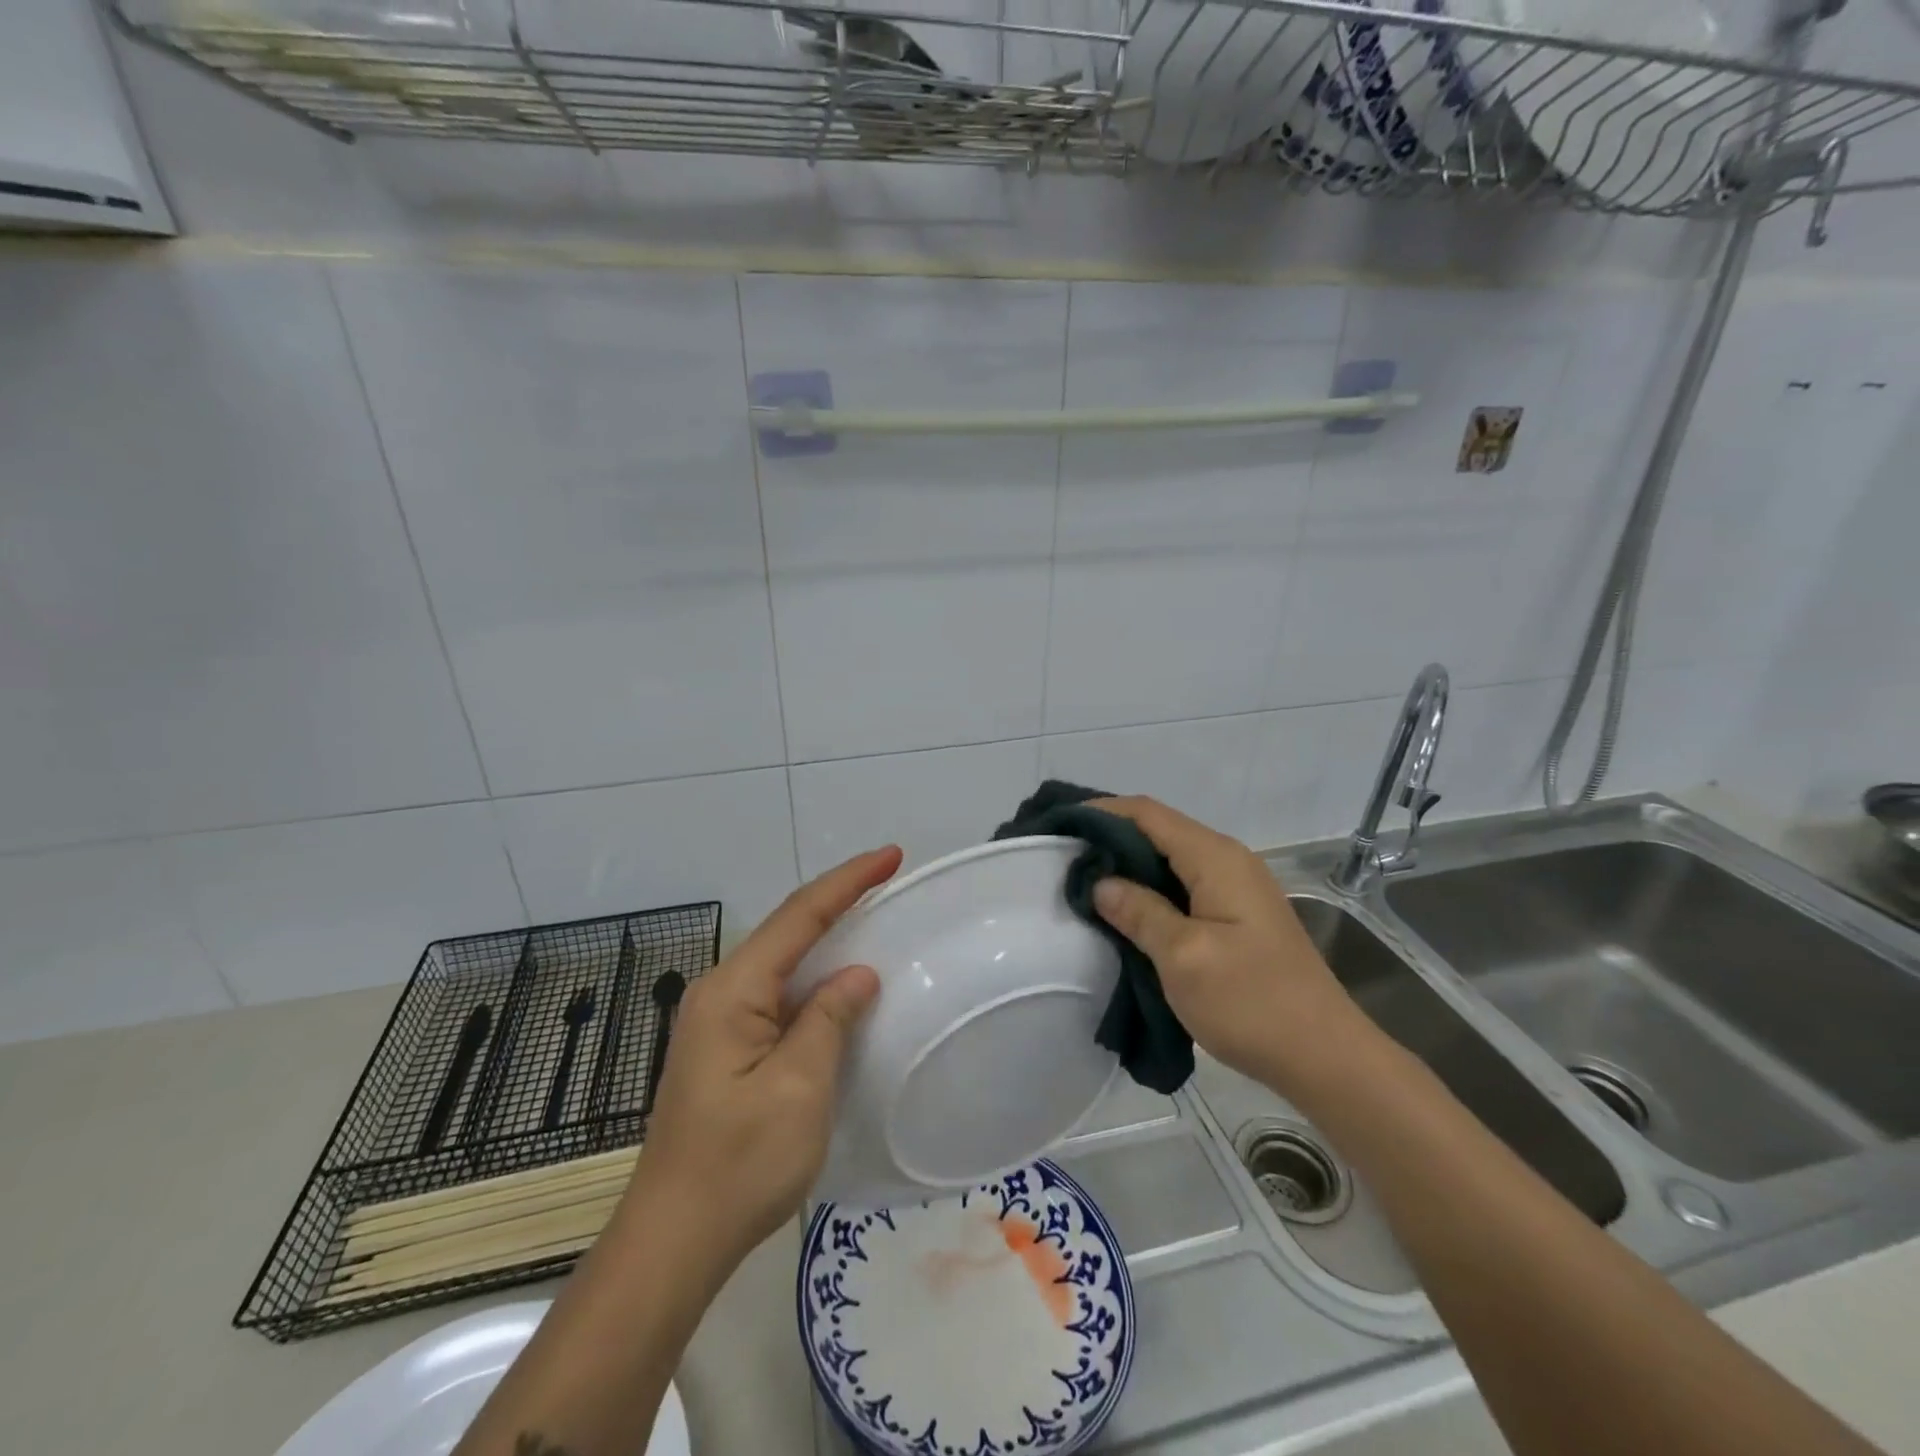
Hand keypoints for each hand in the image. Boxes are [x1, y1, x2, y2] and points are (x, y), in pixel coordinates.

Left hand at [626, 846, 902, 1272]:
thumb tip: (857, 975)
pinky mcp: (725, 1047)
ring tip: (873, 915)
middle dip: (839, 899)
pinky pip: (778, 993)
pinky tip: (839, 982)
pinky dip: (814, 976)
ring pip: (783, 960)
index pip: (800, 917)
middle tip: (888, 878)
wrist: (673, 1241)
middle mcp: (720, 992)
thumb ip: (829, 1019)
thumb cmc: (739, 1164)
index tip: (891, 855)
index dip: (848, 881)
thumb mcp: (798, 1088)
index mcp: (733, 991)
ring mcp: (718, 1021)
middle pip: (788, 928)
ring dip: (827, 935)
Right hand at [1089, 797, 1374, 1099]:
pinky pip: (1183, 886)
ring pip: (1169, 860)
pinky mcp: (1237, 916)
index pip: (1147, 813)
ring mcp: (1236, 888)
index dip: (1100, 812)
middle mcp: (1227, 860)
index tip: (1057, 827)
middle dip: (1109, 838)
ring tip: (1084, 883)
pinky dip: (1149, 890)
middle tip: (1062, 858)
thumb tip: (1100, 881)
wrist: (1325, 1057)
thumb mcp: (1183, 957)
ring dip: (1128, 866)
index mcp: (1215, 858)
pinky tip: (1124, 912)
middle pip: (1158, 830)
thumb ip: (1139, 911)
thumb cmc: (1252, 1002)